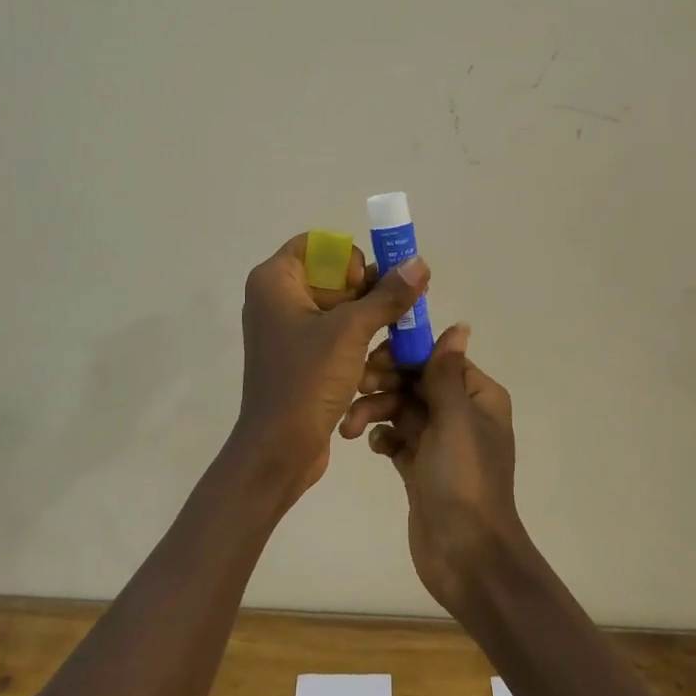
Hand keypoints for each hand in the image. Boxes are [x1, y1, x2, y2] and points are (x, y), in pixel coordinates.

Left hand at [233, 233, 429, 508]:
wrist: (278, 450)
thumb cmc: (306, 380)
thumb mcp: (351, 332)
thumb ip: (387, 296)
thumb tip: (419, 263)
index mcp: (275, 281)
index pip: (317, 245)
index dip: (348, 259)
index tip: (365, 285)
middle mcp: (277, 299)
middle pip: (334, 277)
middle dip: (369, 295)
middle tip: (398, 312)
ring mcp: (289, 330)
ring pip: (340, 310)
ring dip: (370, 324)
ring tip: (396, 343)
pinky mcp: (302, 358)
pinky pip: (336, 337)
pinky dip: (359, 346)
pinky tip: (382, 364)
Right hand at [341, 325, 528, 616]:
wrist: (466, 555)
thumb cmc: (464, 479)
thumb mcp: (455, 418)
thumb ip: (447, 372)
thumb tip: (460, 326)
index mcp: (478, 397)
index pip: (438, 359)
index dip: (405, 355)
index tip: (372, 358)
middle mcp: (460, 413)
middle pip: (415, 382)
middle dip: (384, 383)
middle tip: (355, 387)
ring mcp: (439, 441)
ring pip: (400, 409)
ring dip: (375, 410)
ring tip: (350, 427)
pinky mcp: (420, 467)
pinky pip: (396, 437)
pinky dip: (381, 435)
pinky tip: (370, 445)